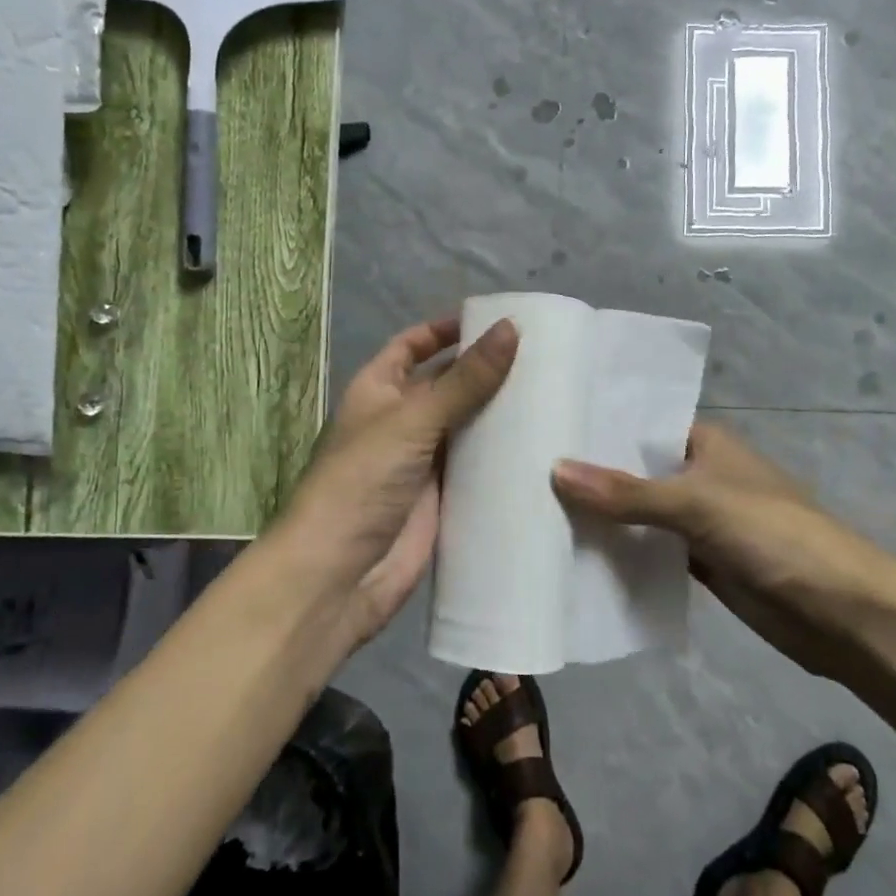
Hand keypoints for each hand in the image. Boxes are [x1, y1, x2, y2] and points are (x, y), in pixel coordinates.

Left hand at [278, 317, 517, 647]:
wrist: (340, 575)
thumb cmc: (362, 482)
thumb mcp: (412, 420)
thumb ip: (464, 380)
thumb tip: (511, 328)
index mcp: (378, 390)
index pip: (413, 346)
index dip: (446, 330)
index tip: (495, 320)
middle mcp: (401, 421)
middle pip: (448, 385)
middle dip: (485, 371)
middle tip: (545, 357)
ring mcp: (423, 462)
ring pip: (467, 427)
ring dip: (500, 413)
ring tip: (555, 393)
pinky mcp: (444, 499)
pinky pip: (477, 468)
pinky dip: (503, 457)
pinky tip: (543, 445)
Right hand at [552, 422, 895, 676]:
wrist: (841, 612)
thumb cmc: (774, 536)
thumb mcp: (698, 504)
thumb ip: (627, 492)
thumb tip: (556, 469)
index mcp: (705, 444)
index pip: (641, 424)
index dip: (597, 426)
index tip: (542, 426)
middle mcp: (700, 476)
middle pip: (636, 471)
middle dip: (591, 475)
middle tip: (523, 473)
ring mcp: (700, 523)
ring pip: (640, 515)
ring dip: (603, 518)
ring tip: (536, 513)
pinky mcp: (702, 565)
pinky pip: (652, 553)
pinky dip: (624, 555)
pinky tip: (578, 558)